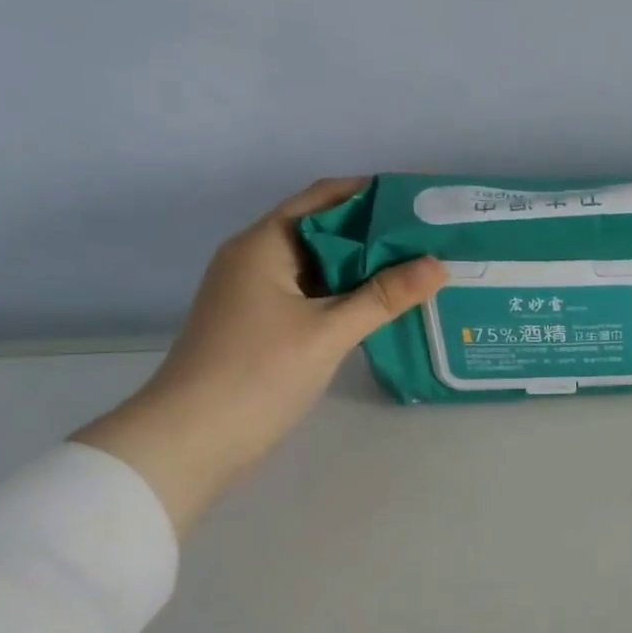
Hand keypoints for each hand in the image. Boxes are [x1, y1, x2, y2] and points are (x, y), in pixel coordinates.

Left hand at [74, 179, 445, 534]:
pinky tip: (386, 306)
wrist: (193, 438)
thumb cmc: (257, 373)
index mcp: (264, 245)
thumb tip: (438, 265)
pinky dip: (349, 295)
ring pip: (321, 268)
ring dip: (365, 267)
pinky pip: (316, 296)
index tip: (419, 200)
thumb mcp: (328, 331)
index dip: (371, 193)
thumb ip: (383, 296)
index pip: (323, 198)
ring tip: (419, 269)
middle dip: (376, 232)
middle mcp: (257, 260)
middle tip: (431, 238)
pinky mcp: (264, 326)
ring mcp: (258, 295)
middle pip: (324, 231)